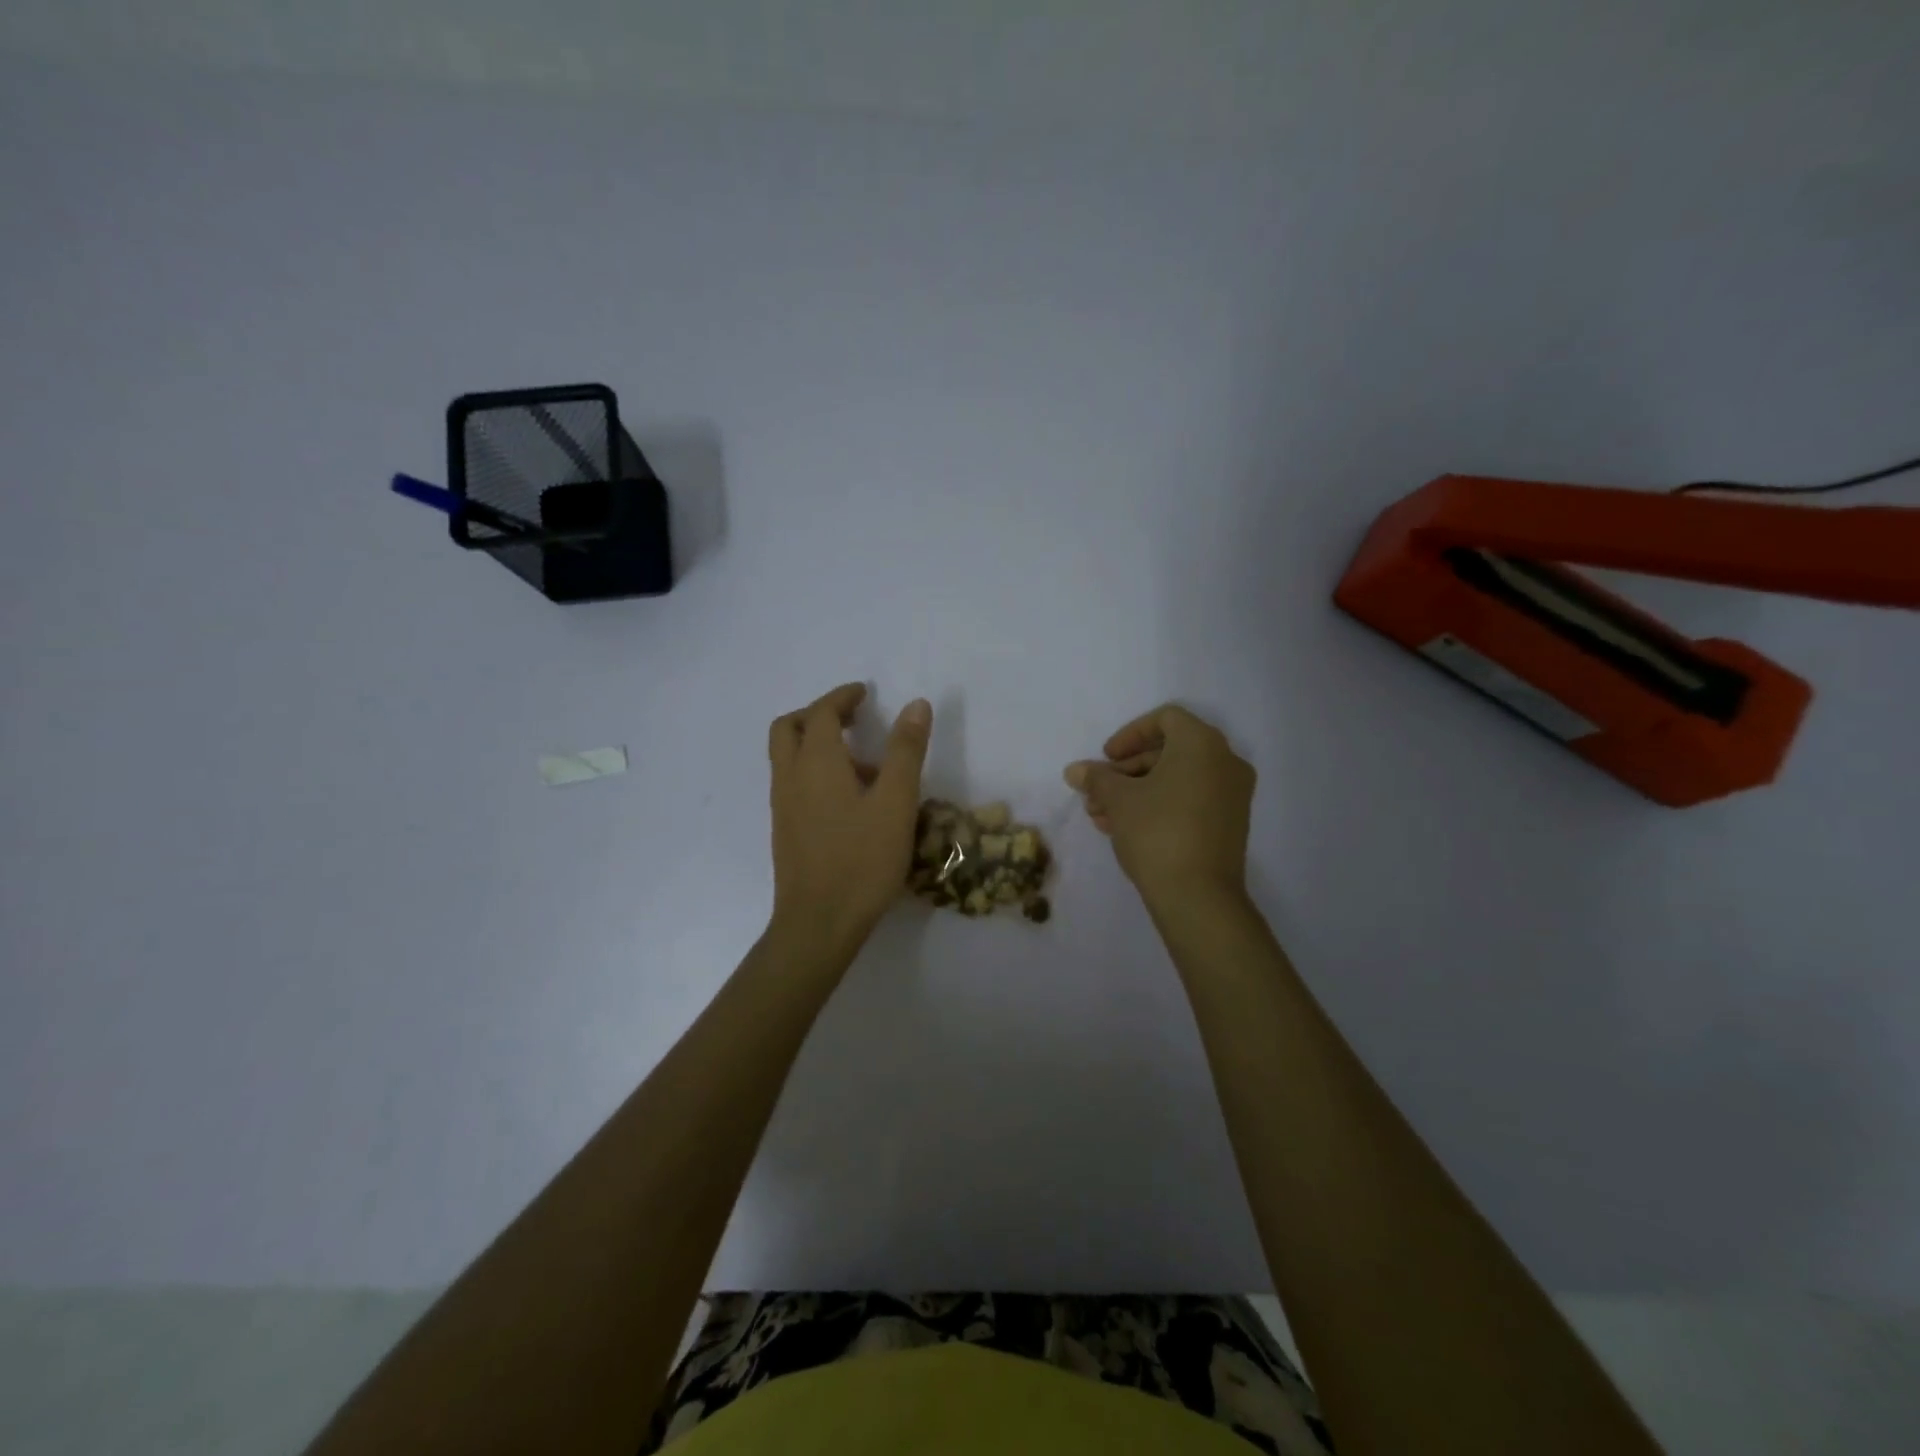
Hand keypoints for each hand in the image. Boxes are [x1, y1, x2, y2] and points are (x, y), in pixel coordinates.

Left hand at [768, 683, 932, 958]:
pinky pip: (792, 782)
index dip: (842, 697)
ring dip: (816, 744)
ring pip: (787, 756)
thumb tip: (916, 704)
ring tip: (863, 765)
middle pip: (789, 727)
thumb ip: (905, 751)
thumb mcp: (896, 802)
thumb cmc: (862, 859)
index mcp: (816, 762)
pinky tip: (847, 799)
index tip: (865, 693)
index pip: (821, 712)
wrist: (818, 922)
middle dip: (818, 714)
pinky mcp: (784, 829)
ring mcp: (782, 805)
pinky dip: (813, 771)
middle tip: (852, 719)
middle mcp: (790, 776)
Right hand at [1064, 705, 1254, 907]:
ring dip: (1137, 791)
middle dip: (1126, 770)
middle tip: (1096, 792)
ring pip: (1177, 779)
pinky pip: (1190, 800)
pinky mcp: (1230, 824)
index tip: (1105, 758)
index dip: (1129, 734)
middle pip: (1169, 751)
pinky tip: (1124, 828)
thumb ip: (1096, 777)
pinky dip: (1159, 805)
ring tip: (1101, 816)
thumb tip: (1075, 771)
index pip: (1165, 719)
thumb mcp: (1118, 799)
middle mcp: (1225, 762)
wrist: (1198, 896)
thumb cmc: (1156, 831)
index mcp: (1202, 744)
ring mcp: (1232, 795)